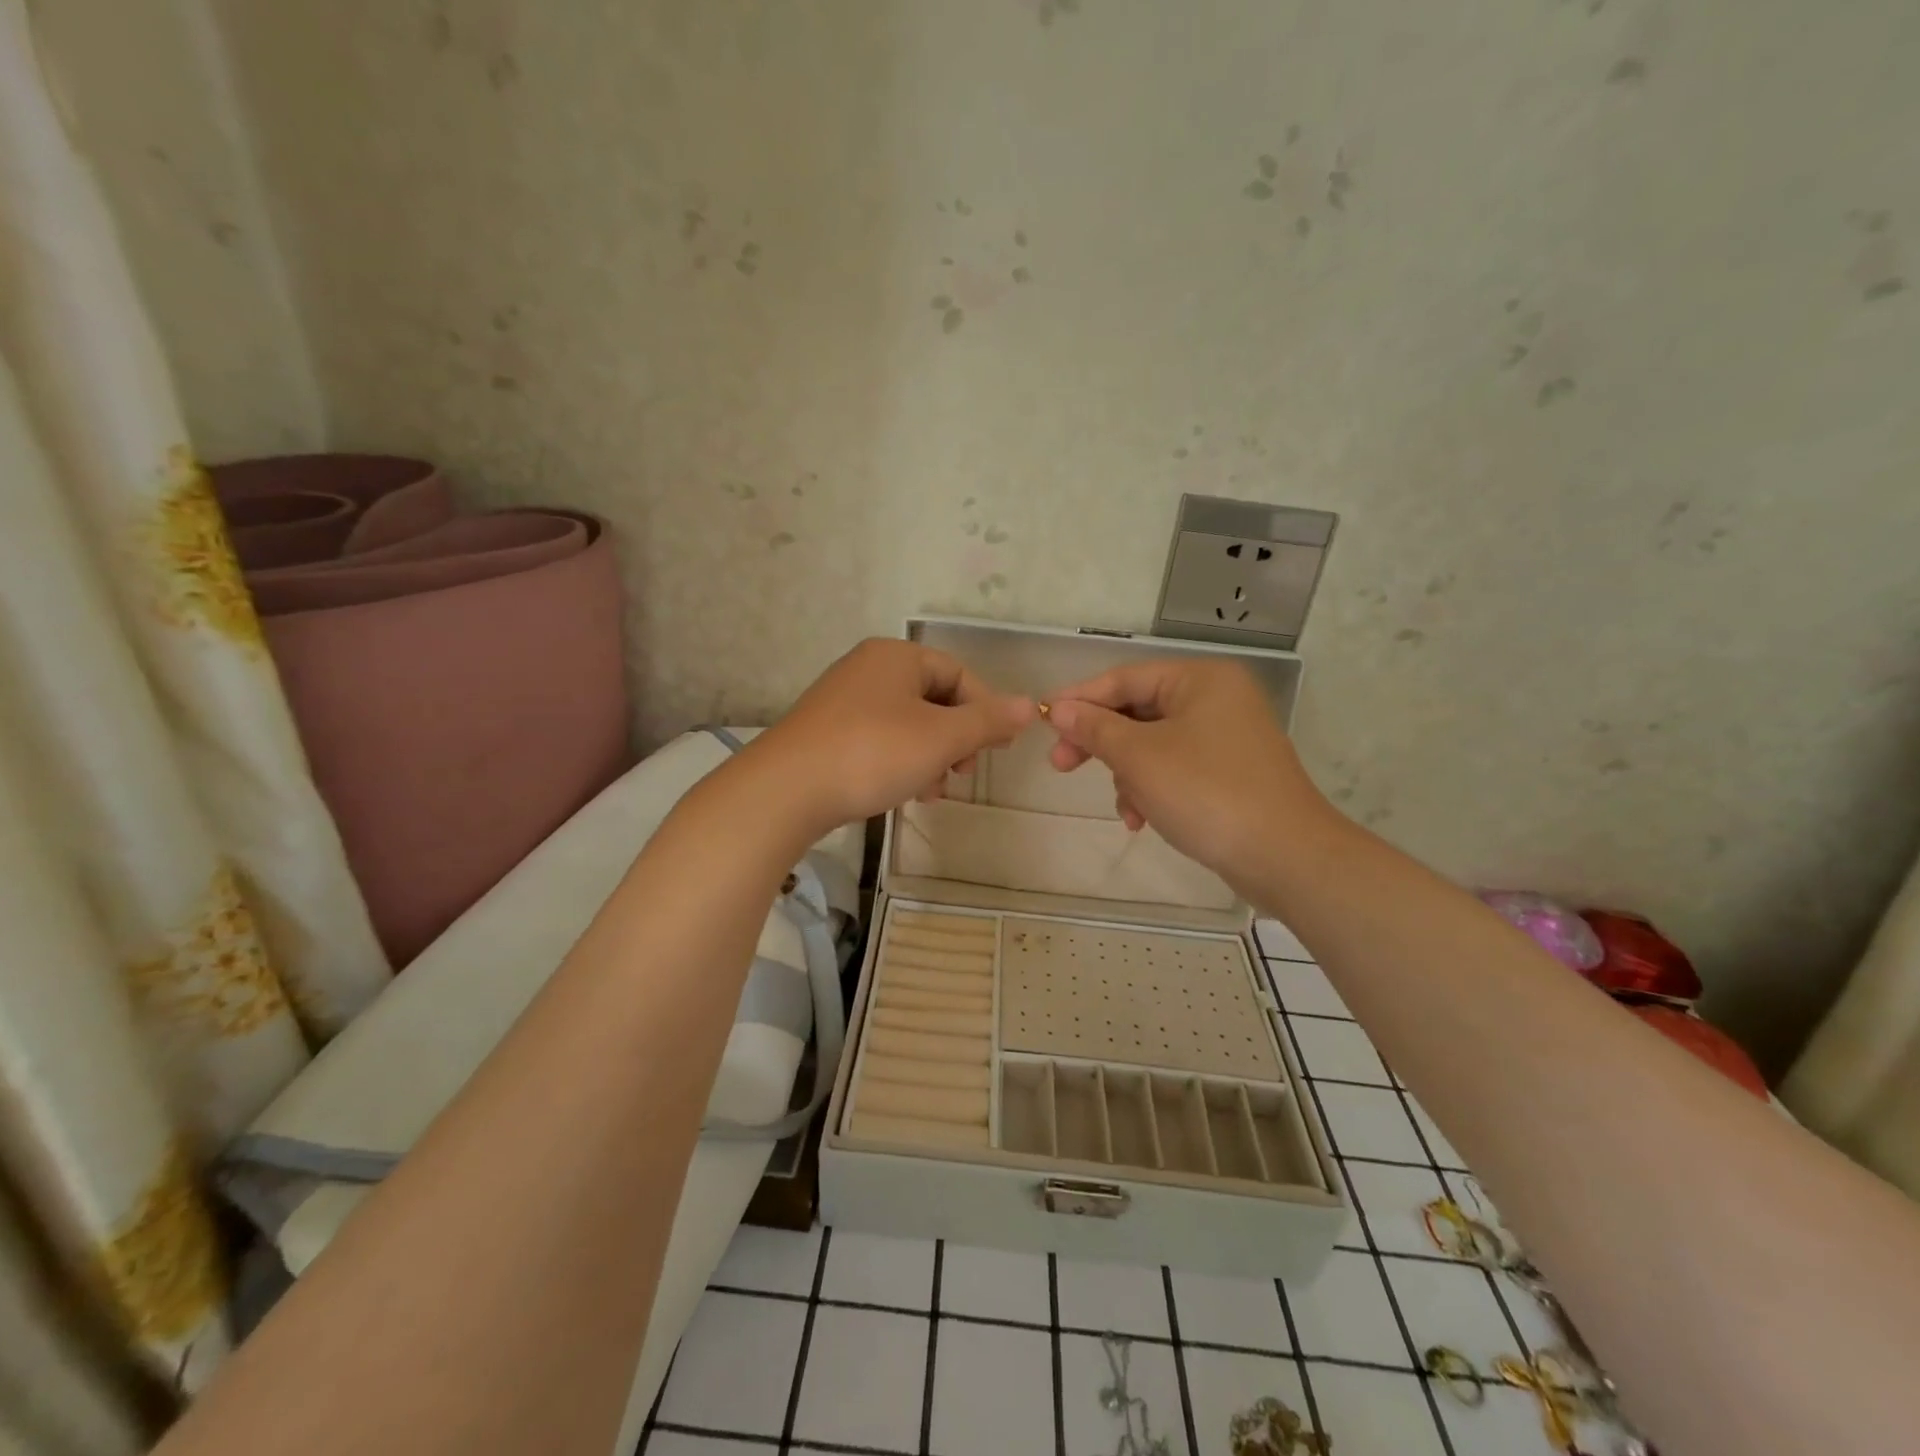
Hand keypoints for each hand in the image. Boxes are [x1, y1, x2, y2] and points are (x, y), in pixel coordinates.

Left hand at [748, 639, 1034, 837]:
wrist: (786, 790)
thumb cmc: (873, 753)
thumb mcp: (941, 738)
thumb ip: (987, 721)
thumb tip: (1029, 705)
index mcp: (897, 657)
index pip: (959, 674)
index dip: (985, 710)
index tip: (997, 749)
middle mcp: (868, 669)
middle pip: (933, 699)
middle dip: (956, 739)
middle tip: (962, 773)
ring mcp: (843, 700)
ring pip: (907, 724)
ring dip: (930, 757)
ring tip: (932, 792)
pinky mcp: (827, 732)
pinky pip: (879, 740)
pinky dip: (900, 762)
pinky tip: (903, 793)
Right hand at [1045, 659, 1323, 888]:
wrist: (1285, 856)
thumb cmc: (1206, 793)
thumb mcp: (1139, 757)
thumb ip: (1095, 728)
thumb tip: (1058, 710)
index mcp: (1200, 680)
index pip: (1124, 678)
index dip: (1079, 699)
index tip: (1042, 719)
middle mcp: (1216, 698)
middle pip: (1137, 711)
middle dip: (1101, 743)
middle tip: (1061, 765)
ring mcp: (1227, 737)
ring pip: (1152, 745)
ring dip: (1128, 775)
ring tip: (1125, 808)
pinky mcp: (1230, 772)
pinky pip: (1175, 768)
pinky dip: (1152, 789)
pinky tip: (1142, 819)